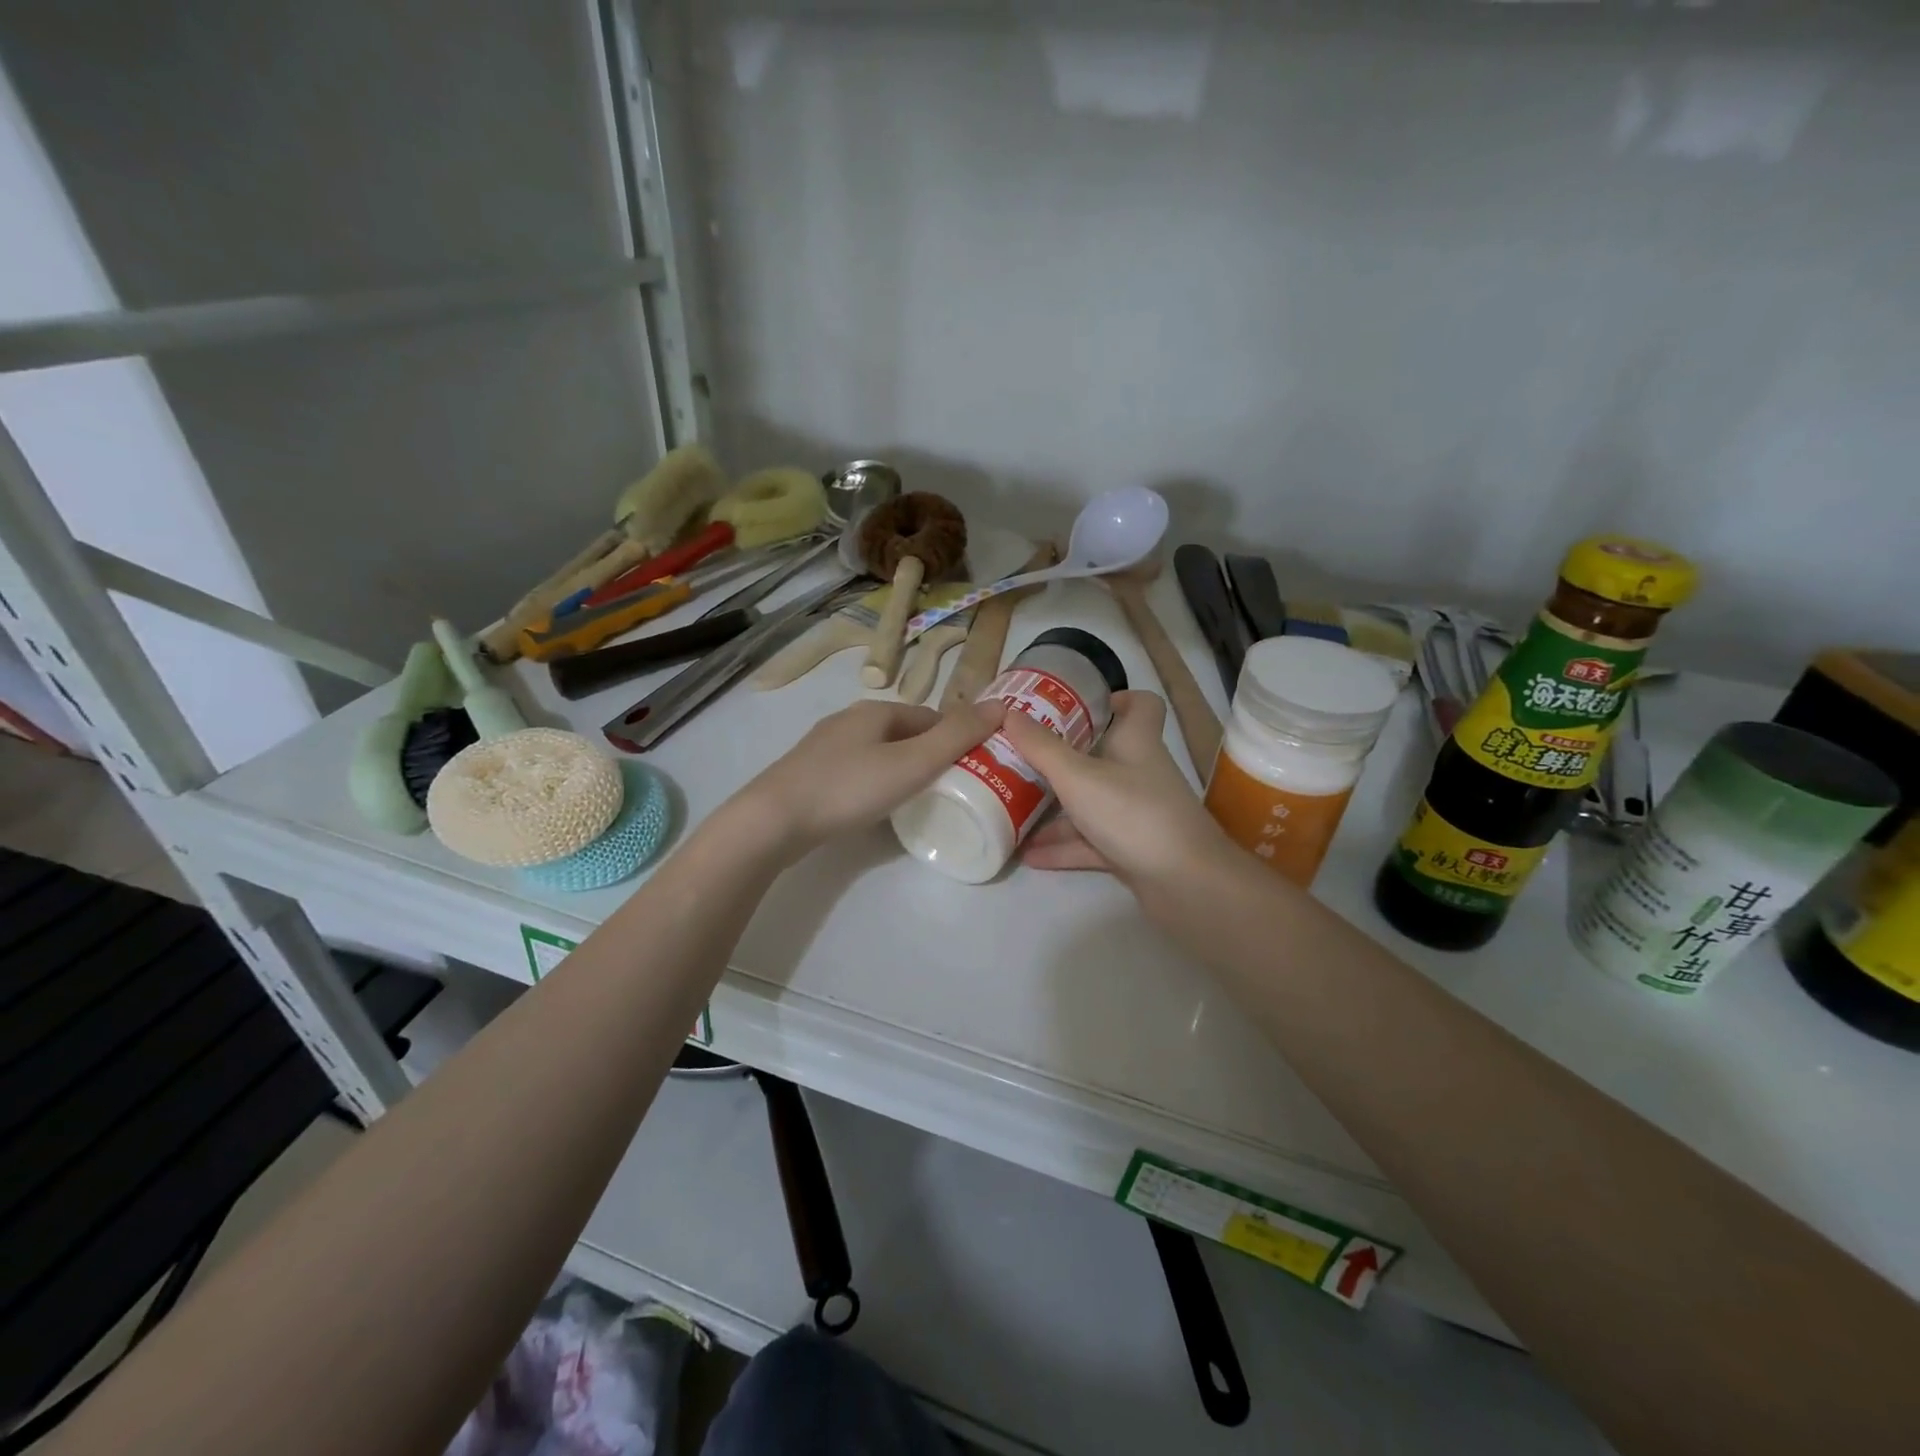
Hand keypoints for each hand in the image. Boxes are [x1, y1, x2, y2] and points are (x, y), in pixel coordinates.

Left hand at [730, 698, 1004, 859]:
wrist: (773, 819)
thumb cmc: (849, 787)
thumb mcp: (912, 762)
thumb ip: (957, 736)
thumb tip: (1002, 705)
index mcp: (876, 711)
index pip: (931, 716)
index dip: (956, 738)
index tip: (974, 767)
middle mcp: (850, 720)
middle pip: (905, 732)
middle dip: (931, 754)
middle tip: (952, 788)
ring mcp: (826, 746)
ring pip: (880, 751)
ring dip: (904, 768)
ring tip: (920, 800)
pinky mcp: (810, 772)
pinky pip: (858, 770)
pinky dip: (877, 781)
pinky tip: (877, 805)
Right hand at [1002, 690, 1231, 891]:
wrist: (1186, 883)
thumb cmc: (1133, 813)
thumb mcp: (1078, 776)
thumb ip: (1041, 748)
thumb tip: (1007, 711)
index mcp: (1136, 742)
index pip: (1141, 706)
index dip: (1117, 699)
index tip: (1080, 705)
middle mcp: (1140, 773)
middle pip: (1105, 755)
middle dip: (1065, 757)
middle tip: (1026, 756)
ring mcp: (1137, 814)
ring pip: (1092, 802)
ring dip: (1056, 809)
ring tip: (1014, 808)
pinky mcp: (1132, 849)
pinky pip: (1091, 842)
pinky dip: (1063, 847)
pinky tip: (1029, 855)